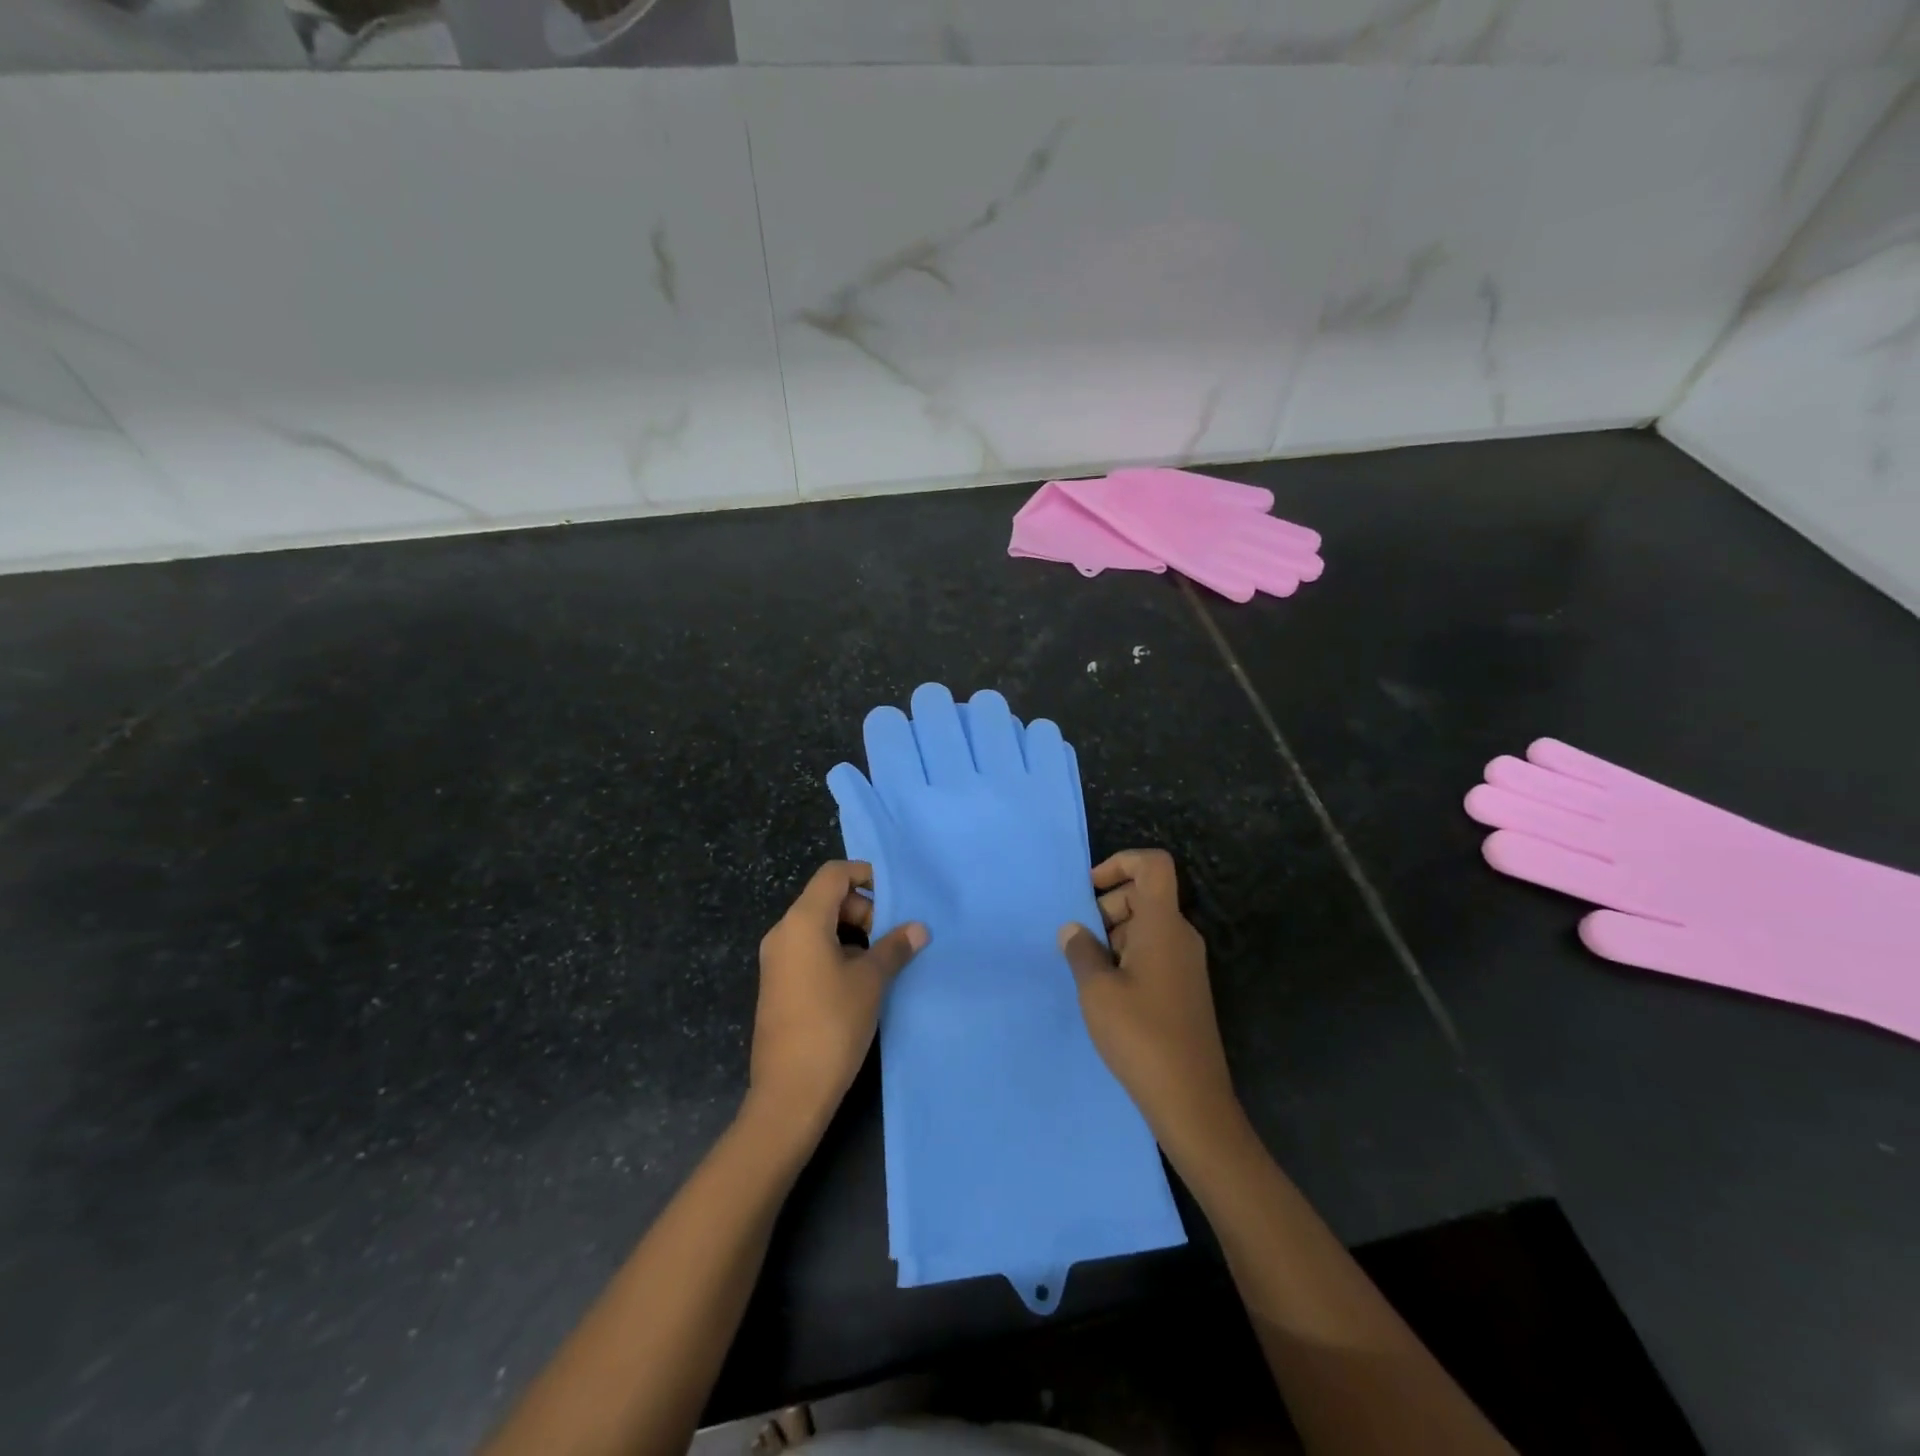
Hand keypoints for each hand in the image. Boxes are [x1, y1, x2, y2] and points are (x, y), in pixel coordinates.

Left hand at [749, 861, 926, 1136]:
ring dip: (853, 934)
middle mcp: (783, 933)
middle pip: (826, 898)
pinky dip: (836, 952)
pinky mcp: (778, 985)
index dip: (866, 875)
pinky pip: (809, 950)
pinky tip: (860, 982)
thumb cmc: (832, 1025)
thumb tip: (918, 928)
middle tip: (891, 937)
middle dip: (863, 909)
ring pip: (819, 926)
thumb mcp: (871, 981)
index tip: (896, 896)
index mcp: (802, 921)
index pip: (834, 874)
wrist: (789, 1092)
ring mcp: (777, 960)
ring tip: (882, 961)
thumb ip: (894, 947)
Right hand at [1058, 849, 1238, 1150]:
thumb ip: (1081, 951)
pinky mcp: (1185, 989)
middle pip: (1144, 895)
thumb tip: (1073, 929)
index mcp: (1163, 925)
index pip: (1153, 865)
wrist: (1191, 1100)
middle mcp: (1181, 936)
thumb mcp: (1096, 990)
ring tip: (1088, 973)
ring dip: (1114, 936)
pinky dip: (1127, 957)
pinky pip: (1154, 952)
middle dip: (1107, 906)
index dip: (1120, 862)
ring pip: (1146, 926)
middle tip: (1081, 943)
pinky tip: (1107, 992)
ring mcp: (1186, 963)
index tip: (1089, 889)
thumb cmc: (1140, 1035)